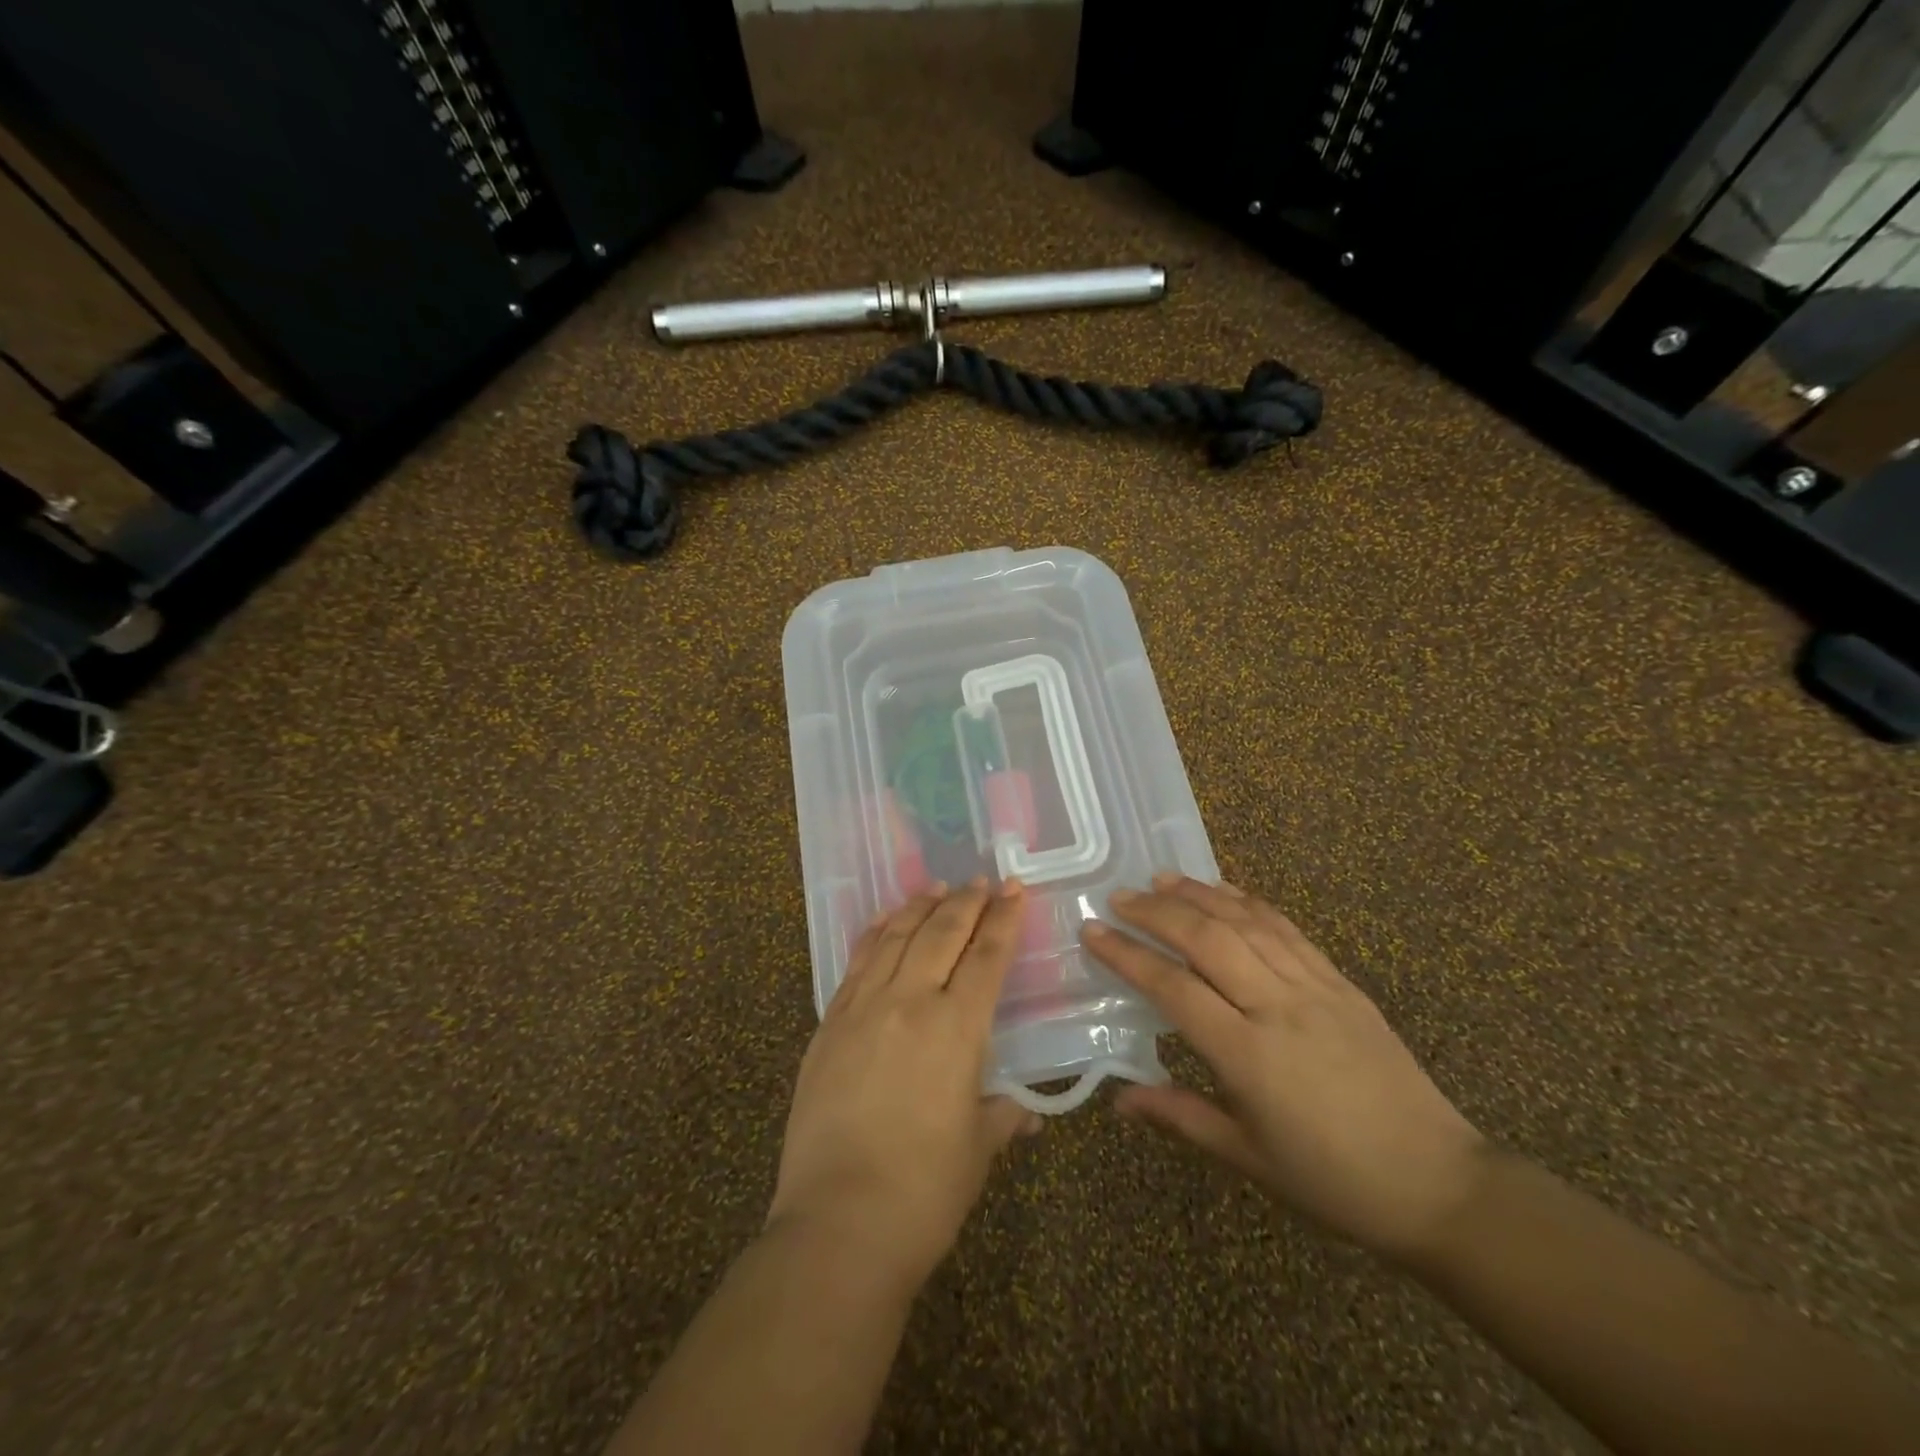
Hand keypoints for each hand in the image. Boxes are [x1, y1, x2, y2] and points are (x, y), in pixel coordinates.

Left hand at [767, 880, 1038, 1290]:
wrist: (838, 1223)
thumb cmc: (925, 1191)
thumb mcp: (978, 1148)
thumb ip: (1003, 1115)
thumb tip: (1027, 1113)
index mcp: (957, 1027)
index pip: (986, 955)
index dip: (1003, 918)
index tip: (1014, 889)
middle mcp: (910, 1002)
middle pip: (941, 932)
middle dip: (965, 901)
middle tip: (980, 881)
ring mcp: (862, 1008)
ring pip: (895, 937)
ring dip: (919, 907)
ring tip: (936, 887)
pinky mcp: (828, 1024)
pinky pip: (856, 962)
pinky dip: (875, 934)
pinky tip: (885, 922)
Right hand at [1083, 874, 1487, 1260]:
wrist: (1439, 1184)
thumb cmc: (1333, 1181)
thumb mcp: (1248, 1158)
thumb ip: (1179, 1116)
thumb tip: (1118, 1100)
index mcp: (1249, 1056)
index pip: (1173, 988)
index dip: (1128, 955)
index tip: (1092, 931)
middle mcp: (1278, 1008)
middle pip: (1207, 939)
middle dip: (1157, 912)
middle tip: (1119, 897)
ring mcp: (1316, 988)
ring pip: (1248, 923)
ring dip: (1200, 895)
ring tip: (1161, 879)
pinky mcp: (1342, 983)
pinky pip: (1288, 930)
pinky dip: (1251, 903)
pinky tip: (1227, 891)